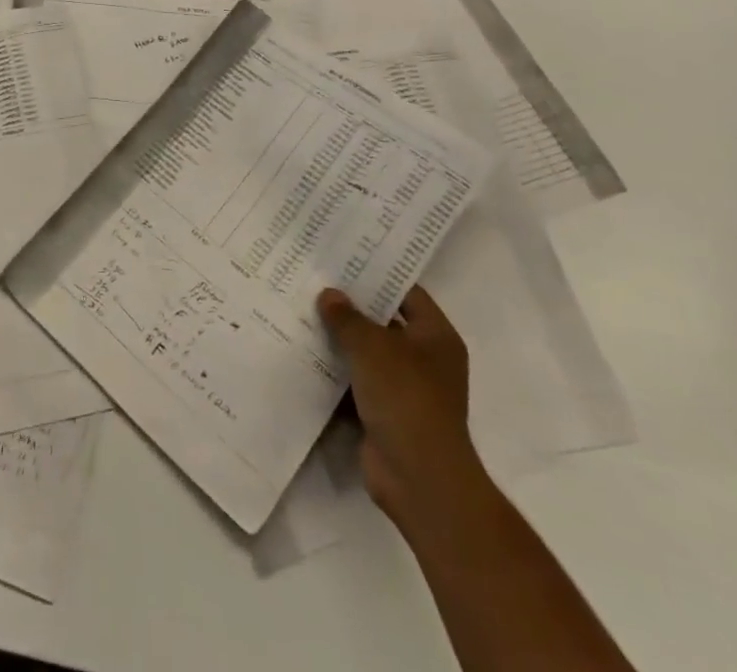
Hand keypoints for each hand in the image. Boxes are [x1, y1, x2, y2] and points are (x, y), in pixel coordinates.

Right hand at [317, 286, 486, 531]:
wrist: (419, 478)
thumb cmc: (406, 399)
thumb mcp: (372, 347)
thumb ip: (347, 317)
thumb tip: (329, 295)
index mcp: (436, 337)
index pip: (407, 292)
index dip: (378, 274)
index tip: (343, 257)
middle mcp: (424, 359)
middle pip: (384, 321)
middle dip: (350, 305)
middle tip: (313, 280)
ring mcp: (405, 388)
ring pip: (366, 351)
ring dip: (339, 338)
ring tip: (300, 310)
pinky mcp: (384, 411)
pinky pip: (356, 380)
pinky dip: (334, 370)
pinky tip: (303, 352)